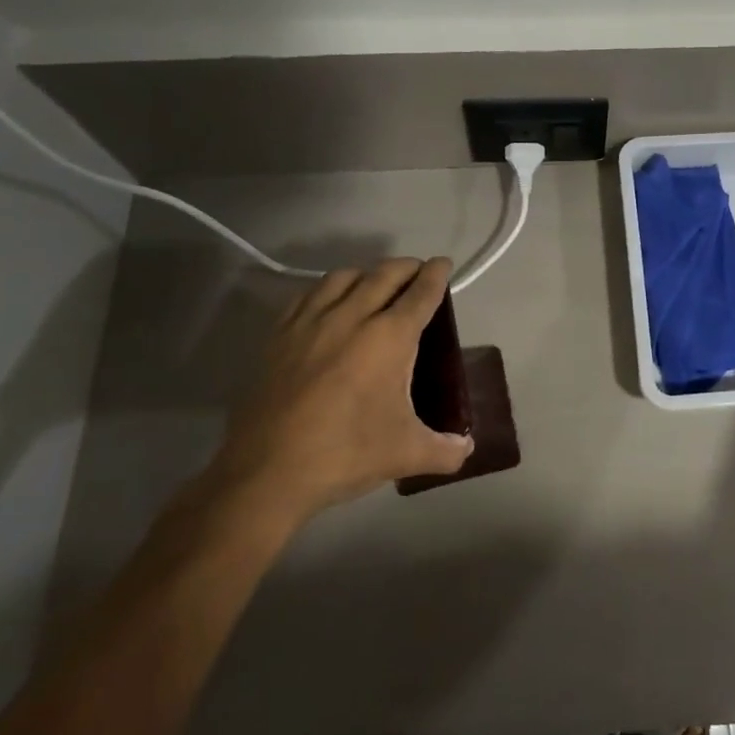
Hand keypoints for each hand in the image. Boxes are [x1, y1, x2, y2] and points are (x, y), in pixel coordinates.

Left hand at [212, 257, 472, 526]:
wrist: (267, 471)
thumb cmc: (346, 454)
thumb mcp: (406, 454)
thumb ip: (445, 450)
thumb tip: (467, 448)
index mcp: (389, 337)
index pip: (421, 293)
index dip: (436, 275)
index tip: (443, 264)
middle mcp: (352, 317)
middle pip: (384, 274)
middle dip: (406, 267)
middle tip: (418, 271)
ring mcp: (310, 323)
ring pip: (343, 277)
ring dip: (367, 273)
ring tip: (375, 284)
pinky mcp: (279, 336)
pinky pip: (307, 295)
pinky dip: (327, 289)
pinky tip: (328, 304)